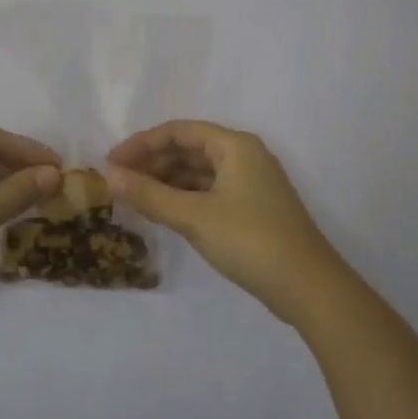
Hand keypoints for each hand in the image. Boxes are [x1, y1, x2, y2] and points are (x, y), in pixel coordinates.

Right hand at [107, 120, 356, 326]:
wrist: (308, 287)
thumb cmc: (250, 241)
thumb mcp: (193, 216)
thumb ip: (149, 194)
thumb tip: (109, 176)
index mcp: (235, 146)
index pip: (179, 131)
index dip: (141, 143)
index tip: (111, 163)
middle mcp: (244, 156)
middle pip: (188, 149)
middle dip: (152, 162)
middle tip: (117, 182)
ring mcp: (250, 183)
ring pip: (198, 172)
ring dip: (165, 181)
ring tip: (133, 198)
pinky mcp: (251, 209)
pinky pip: (208, 191)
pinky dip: (183, 198)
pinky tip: (162, 212)